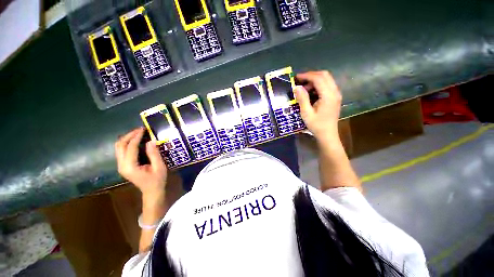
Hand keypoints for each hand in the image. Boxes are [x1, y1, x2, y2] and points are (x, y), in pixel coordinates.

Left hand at [115, 128, 166, 201]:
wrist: (151, 191)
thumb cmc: (157, 180)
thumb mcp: (159, 167)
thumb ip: (154, 154)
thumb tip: (151, 140)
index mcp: (130, 166)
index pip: (130, 147)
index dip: (136, 137)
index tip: (143, 129)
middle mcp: (121, 165)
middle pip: (120, 145)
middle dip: (129, 135)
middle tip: (140, 129)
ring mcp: (121, 165)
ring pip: (119, 147)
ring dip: (127, 138)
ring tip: (138, 133)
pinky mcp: (123, 165)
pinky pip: (122, 151)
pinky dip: (128, 143)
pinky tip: (136, 140)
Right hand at [294, 71, 341, 142]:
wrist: (327, 134)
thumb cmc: (316, 125)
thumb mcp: (306, 113)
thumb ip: (302, 99)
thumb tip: (296, 87)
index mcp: (328, 96)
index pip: (318, 78)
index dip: (307, 76)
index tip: (296, 77)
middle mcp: (335, 92)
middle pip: (324, 75)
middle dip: (311, 75)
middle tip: (299, 81)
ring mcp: (336, 94)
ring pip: (326, 79)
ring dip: (314, 80)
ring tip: (303, 88)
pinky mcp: (335, 97)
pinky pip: (327, 85)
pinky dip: (318, 85)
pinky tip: (310, 92)